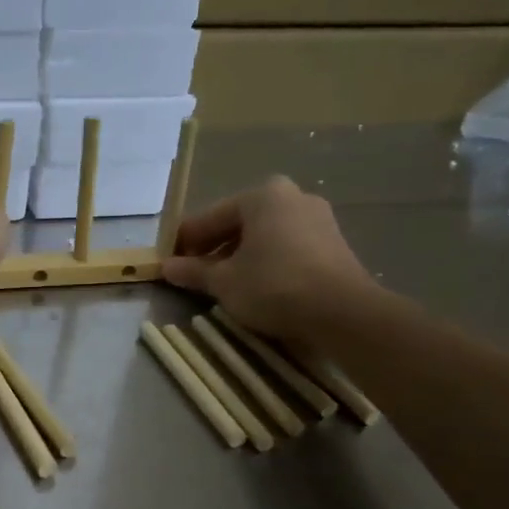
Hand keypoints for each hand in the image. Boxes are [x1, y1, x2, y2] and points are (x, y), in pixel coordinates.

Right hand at [161, 178, 376, 340]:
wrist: (343, 313)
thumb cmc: (273, 286)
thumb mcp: (223, 281)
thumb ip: (193, 271)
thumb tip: (166, 267)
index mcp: (261, 196)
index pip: (209, 218)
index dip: (185, 242)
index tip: (168, 262)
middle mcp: (292, 197)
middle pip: (238, 223)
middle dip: (214, 248)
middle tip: (194, 273)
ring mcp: (317, 219)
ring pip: (263, 236)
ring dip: (240, 256)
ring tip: (222, 283)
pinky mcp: (333, 244)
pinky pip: (286, 247)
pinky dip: (266, 262)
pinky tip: (255, 285)